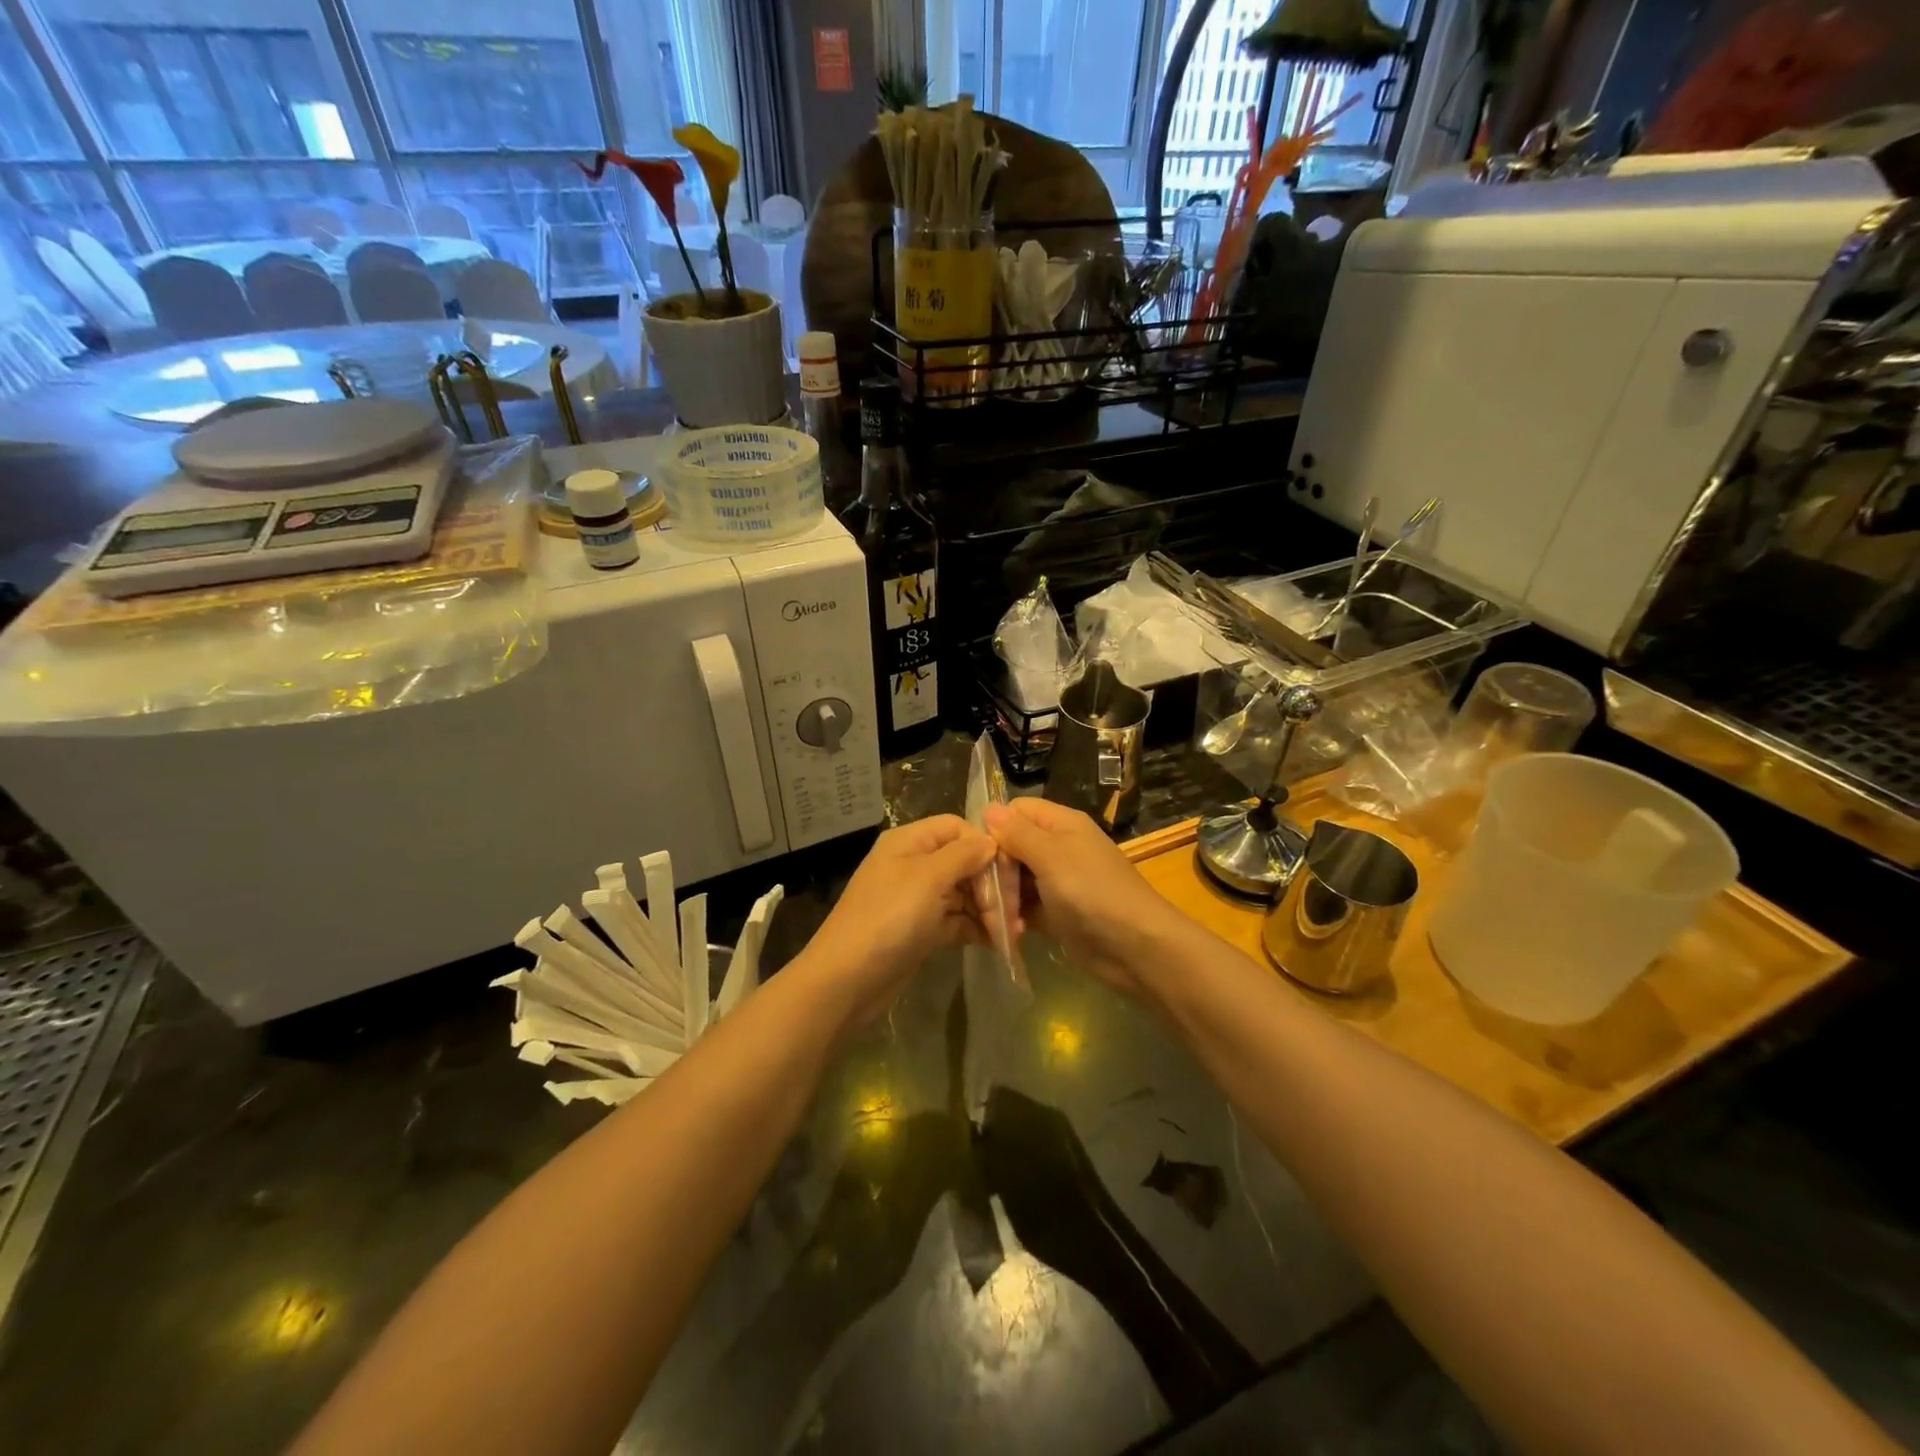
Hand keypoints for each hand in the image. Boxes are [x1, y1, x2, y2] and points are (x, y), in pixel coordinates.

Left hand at [795, 815, 996, 1026]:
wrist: (847, 979)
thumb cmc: (889, 918)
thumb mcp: (929, 878)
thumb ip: (963, 855)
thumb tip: (990, 840)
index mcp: (910, 842)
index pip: (957, 828)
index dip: (984, 844)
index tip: (1010, 871)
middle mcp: (914, 864)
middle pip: (963, 861)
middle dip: (991, 883)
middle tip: (1015, 910)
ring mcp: (917, 899)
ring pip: (963, 894)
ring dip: (989, 910)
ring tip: (1014, 932)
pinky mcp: (921, 930)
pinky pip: (956, 921)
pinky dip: (977, 929)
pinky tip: (1000, 944)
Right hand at [983, 798, 1179, 994]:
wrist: (1135, 947)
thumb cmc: (1092, 892)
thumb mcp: (1051, 856)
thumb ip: (1018, 833)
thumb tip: (988, 808)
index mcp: (1062, 824)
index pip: (1017, 810)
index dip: (996, 827)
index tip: (980, 854)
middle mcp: (1059, 847)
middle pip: (1013, 845)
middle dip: (996, 868)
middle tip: (986, 894)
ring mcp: (1059, 881)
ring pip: (1017, 878)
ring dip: (1003, 896)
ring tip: (995, 917)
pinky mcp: (1057, 913)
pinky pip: (1026, 907)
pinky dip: (1015, 917)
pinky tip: (1007, 931)